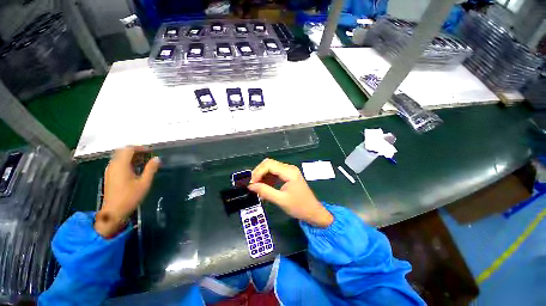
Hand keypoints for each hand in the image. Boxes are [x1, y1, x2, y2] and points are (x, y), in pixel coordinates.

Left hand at [95, 146, 159, 237]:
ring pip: (120, 157)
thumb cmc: (130, 197)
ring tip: (144, 162)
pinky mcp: (109, 175)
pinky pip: (118, 163)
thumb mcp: (144, 183)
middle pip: (123, 151)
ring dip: (131, 157)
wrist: (114, 211)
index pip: (128, 149)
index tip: (151, 151)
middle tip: (148, 155)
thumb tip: (156, 158)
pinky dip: (127, 162)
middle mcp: (113, 165)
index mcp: (121, 165)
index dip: (140, 148)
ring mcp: (110, 170)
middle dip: (136, 151)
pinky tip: (135, 169)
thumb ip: (150, 169)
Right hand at [248, 158, 333, 227]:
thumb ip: (265, 191)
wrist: (313, 212)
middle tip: (252, 185)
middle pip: (269, 164)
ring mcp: (289, 171)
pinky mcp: (288, 176)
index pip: (269, 165)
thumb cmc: (299, 207)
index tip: (251, 183)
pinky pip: (274, 173)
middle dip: (258, 173)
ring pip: (270, 168)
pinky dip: (267, 179)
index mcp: (289, 172)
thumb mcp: (281, 200)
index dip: (258, 172)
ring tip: (256, 187)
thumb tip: (250, 186)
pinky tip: (264, 187)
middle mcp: (289, 168)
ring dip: (262, 176)